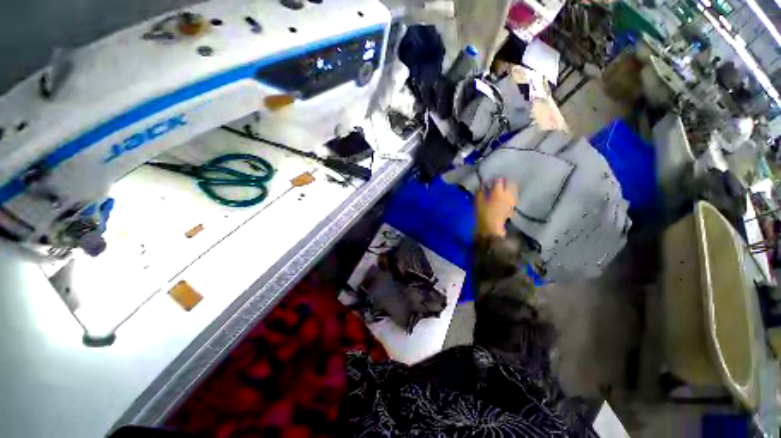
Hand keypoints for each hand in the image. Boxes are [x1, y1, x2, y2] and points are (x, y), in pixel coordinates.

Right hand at [476, 179, 517, 237]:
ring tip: (502, 191)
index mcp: (498, 192)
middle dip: (505, 182)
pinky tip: (505, 200)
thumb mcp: (478, 201)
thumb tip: (482, 186)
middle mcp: (508, 195)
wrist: (491, 228)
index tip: (489, 182)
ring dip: (509, 189)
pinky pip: (513, 199)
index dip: (493, 180)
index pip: (499, 181)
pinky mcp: (512, 209)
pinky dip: (510, 197)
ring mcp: (511, 202)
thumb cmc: (483, 214)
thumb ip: (480, 192)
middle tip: (498, 184)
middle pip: (511, 184)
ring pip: (514, 191)